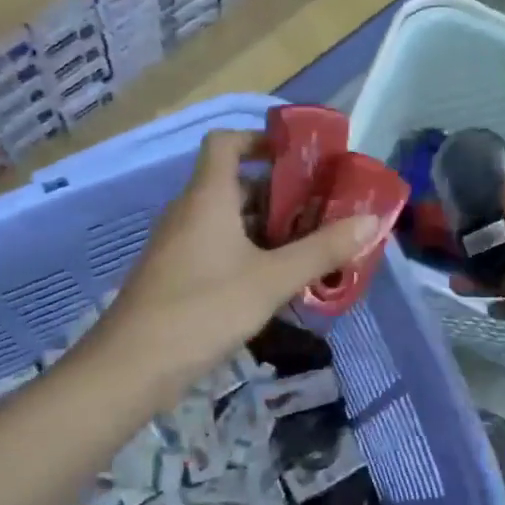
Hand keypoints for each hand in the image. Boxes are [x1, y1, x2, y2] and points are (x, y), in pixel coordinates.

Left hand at [90, 130, 379, 397]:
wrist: (134, 364)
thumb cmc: (204, 308)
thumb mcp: (272, 279)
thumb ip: (321, 250)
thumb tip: (371, 220)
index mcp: (207, 196)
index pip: (226, 142)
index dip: (260, 140)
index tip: (299, 158)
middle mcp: (189, 211)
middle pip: (235, 184)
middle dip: (280, 194)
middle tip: (322, 210)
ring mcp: (179, 244)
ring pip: (228, 221)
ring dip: (267, 228)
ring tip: (310, 246)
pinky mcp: (177, 275)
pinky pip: (217, 248)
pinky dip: (248, 254)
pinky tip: (276, 281)